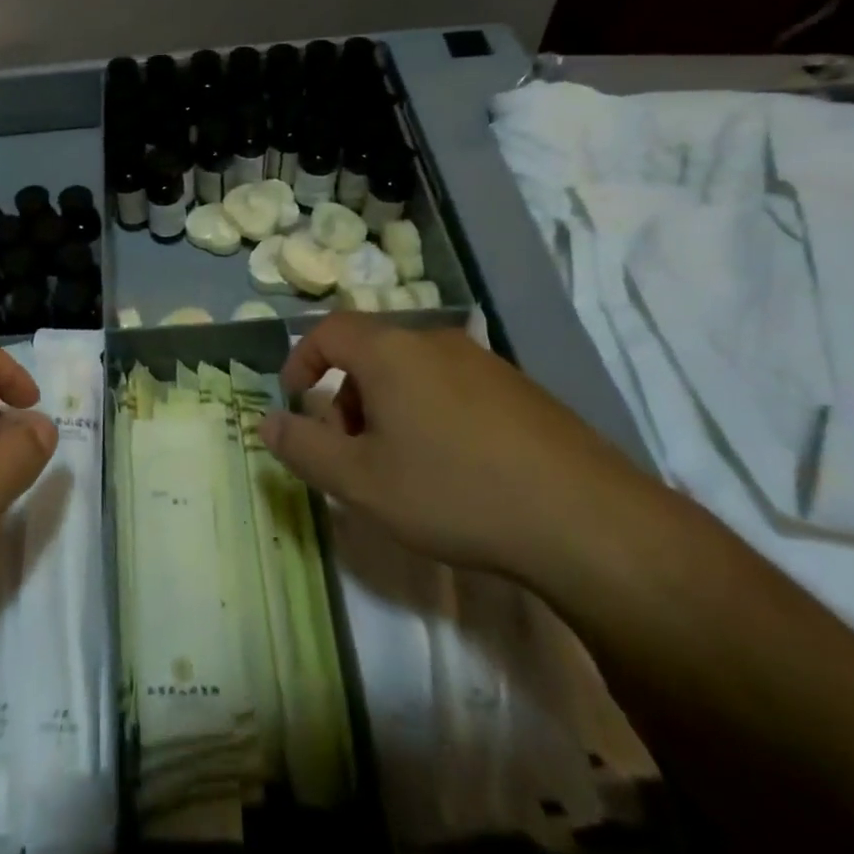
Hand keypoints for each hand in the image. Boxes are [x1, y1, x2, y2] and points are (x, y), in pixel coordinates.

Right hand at [260, 315, 640, 579]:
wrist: (588, 522)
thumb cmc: (454, 492)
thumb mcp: (361, 482)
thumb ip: (303, 449)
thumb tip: (265, 422)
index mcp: (391, 351)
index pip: (328, 331)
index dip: (302, 360)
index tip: (295, 400)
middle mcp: (435, 342)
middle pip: (370, 353)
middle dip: (345, 397)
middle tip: (348, 451)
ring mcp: (484, 363)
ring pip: (412, 372)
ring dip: (387, 408)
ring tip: (399, 467)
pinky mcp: (522, 390)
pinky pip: (453, 387)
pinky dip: (430, 414)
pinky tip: (453, 469)